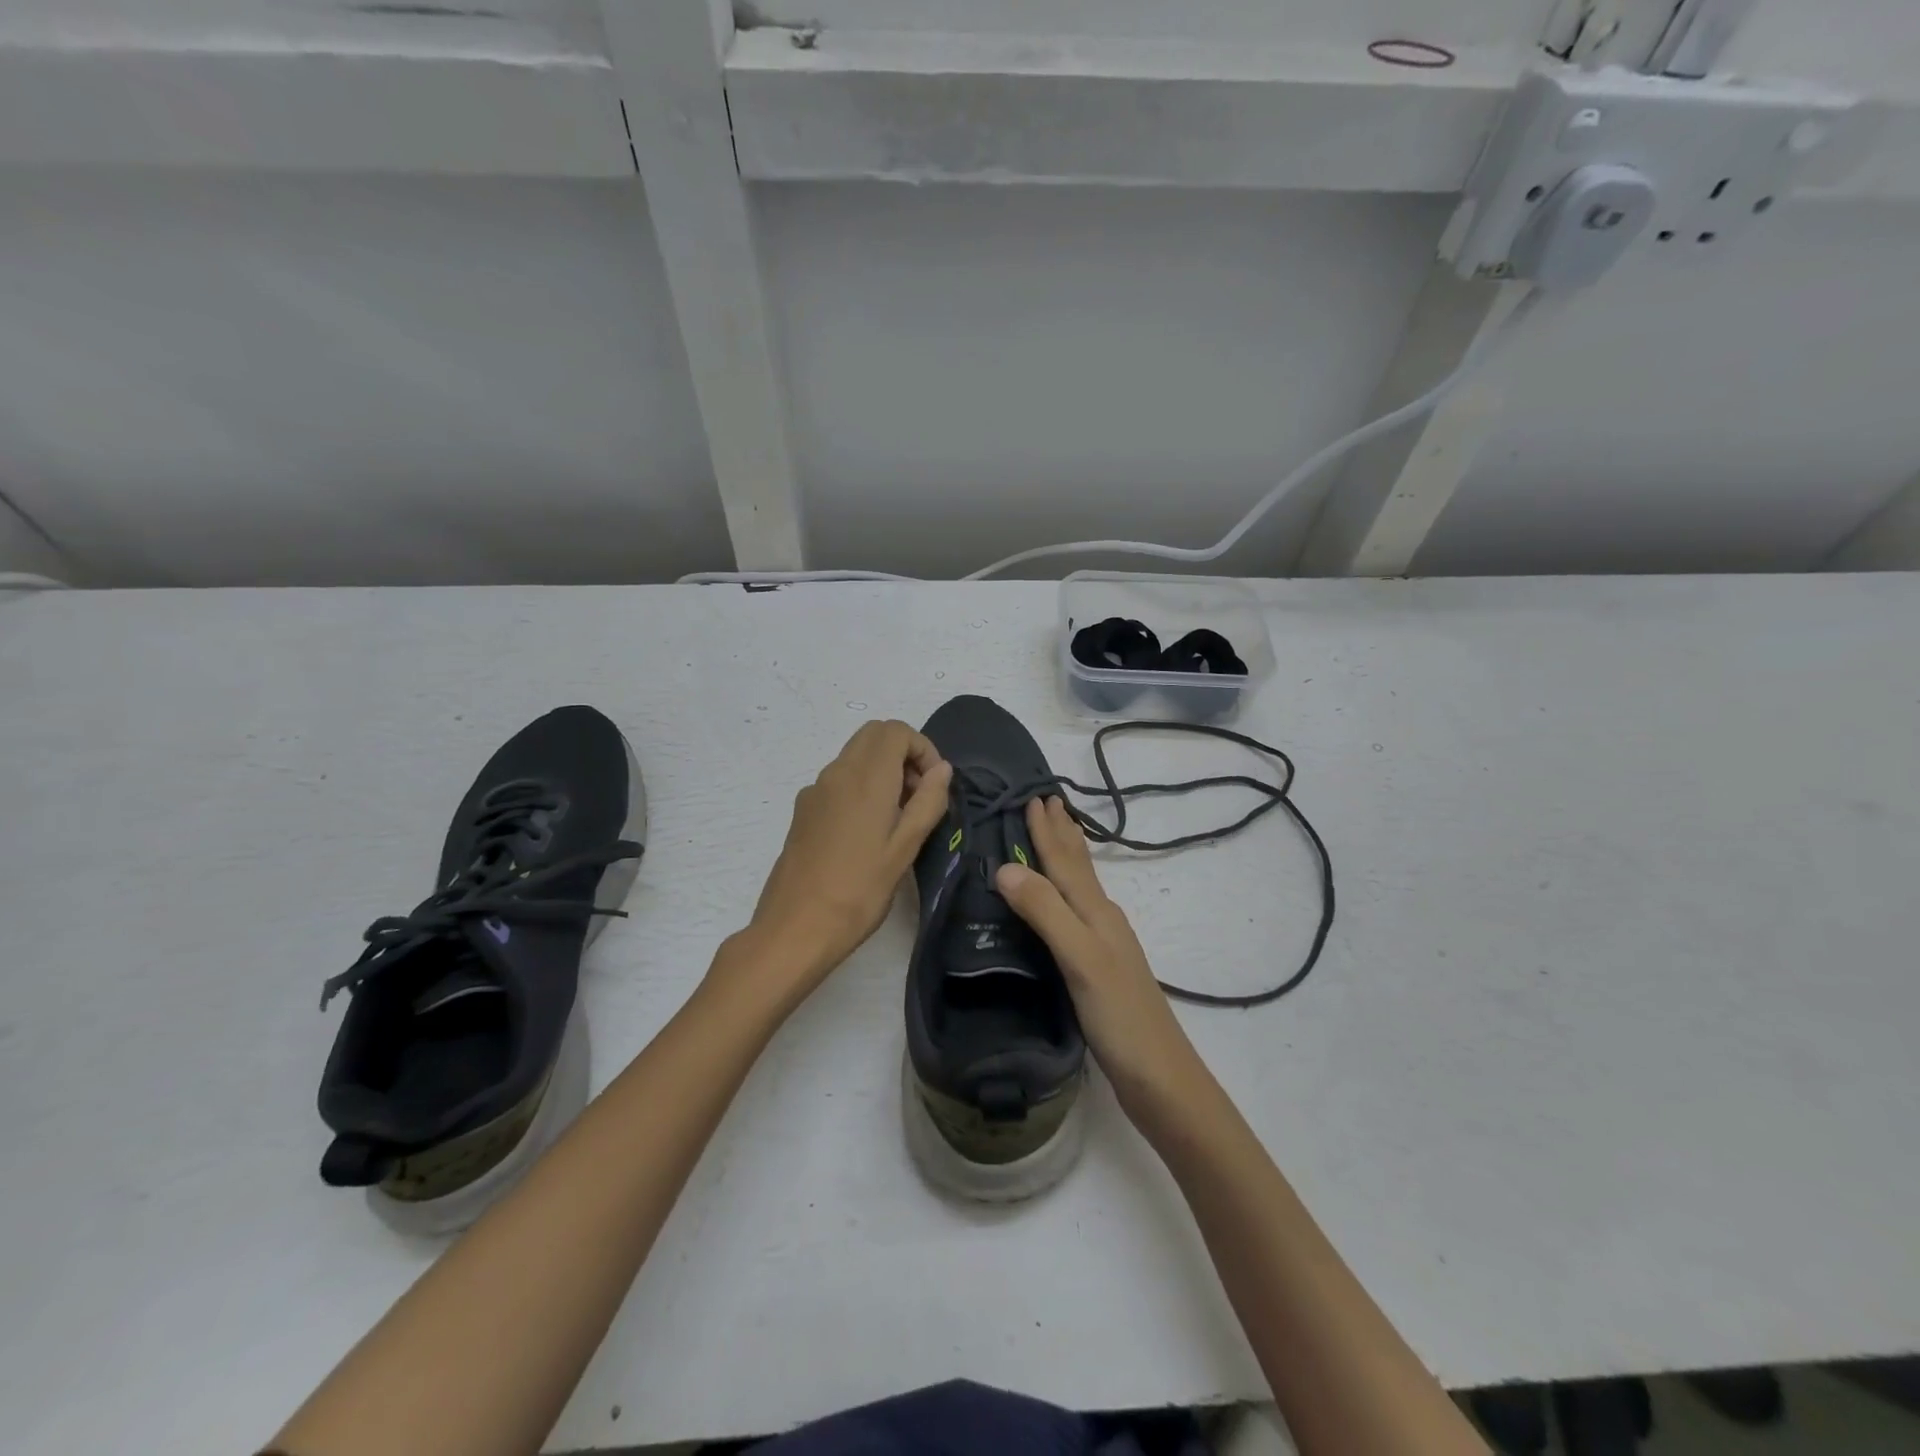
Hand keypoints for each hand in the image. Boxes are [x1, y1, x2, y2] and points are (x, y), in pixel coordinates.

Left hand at [737, 720, 951, 1001]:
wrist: (795, 928)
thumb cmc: (859, 890)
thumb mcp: (905, 848)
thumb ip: (928, 801)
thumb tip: (942, 769)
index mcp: (865, 777)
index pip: (895, 731)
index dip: (922, 748)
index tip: (933, 786)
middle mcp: (836, 773)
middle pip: (873, 736)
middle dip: (903, 755)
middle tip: (918, 797)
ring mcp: (815, 791)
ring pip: (855, 757)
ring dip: (882, 771)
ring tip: (897, 820)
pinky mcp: (803, 811)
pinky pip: (838, 781)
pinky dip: (861, 787)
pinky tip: (867, 834)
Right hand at [996, 797, 1211, 1123]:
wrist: (1161, 1078)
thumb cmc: (1120, 1016)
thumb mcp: (1079, 958)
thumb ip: (1045, 911)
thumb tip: (1004, 866)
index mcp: (1096, 913)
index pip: (1066, 861)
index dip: (1048, 831)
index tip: (1035, 796)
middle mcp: (1102, 921)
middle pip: (1079, 867)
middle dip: (1062, 834)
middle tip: (1049, 801)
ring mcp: (1104, 946)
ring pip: (1080, 888)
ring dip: (1066, 858)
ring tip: (1056, 837)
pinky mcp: (1099, 971)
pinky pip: (1077, 914)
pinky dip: (1065, 894)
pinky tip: (1065, 906)